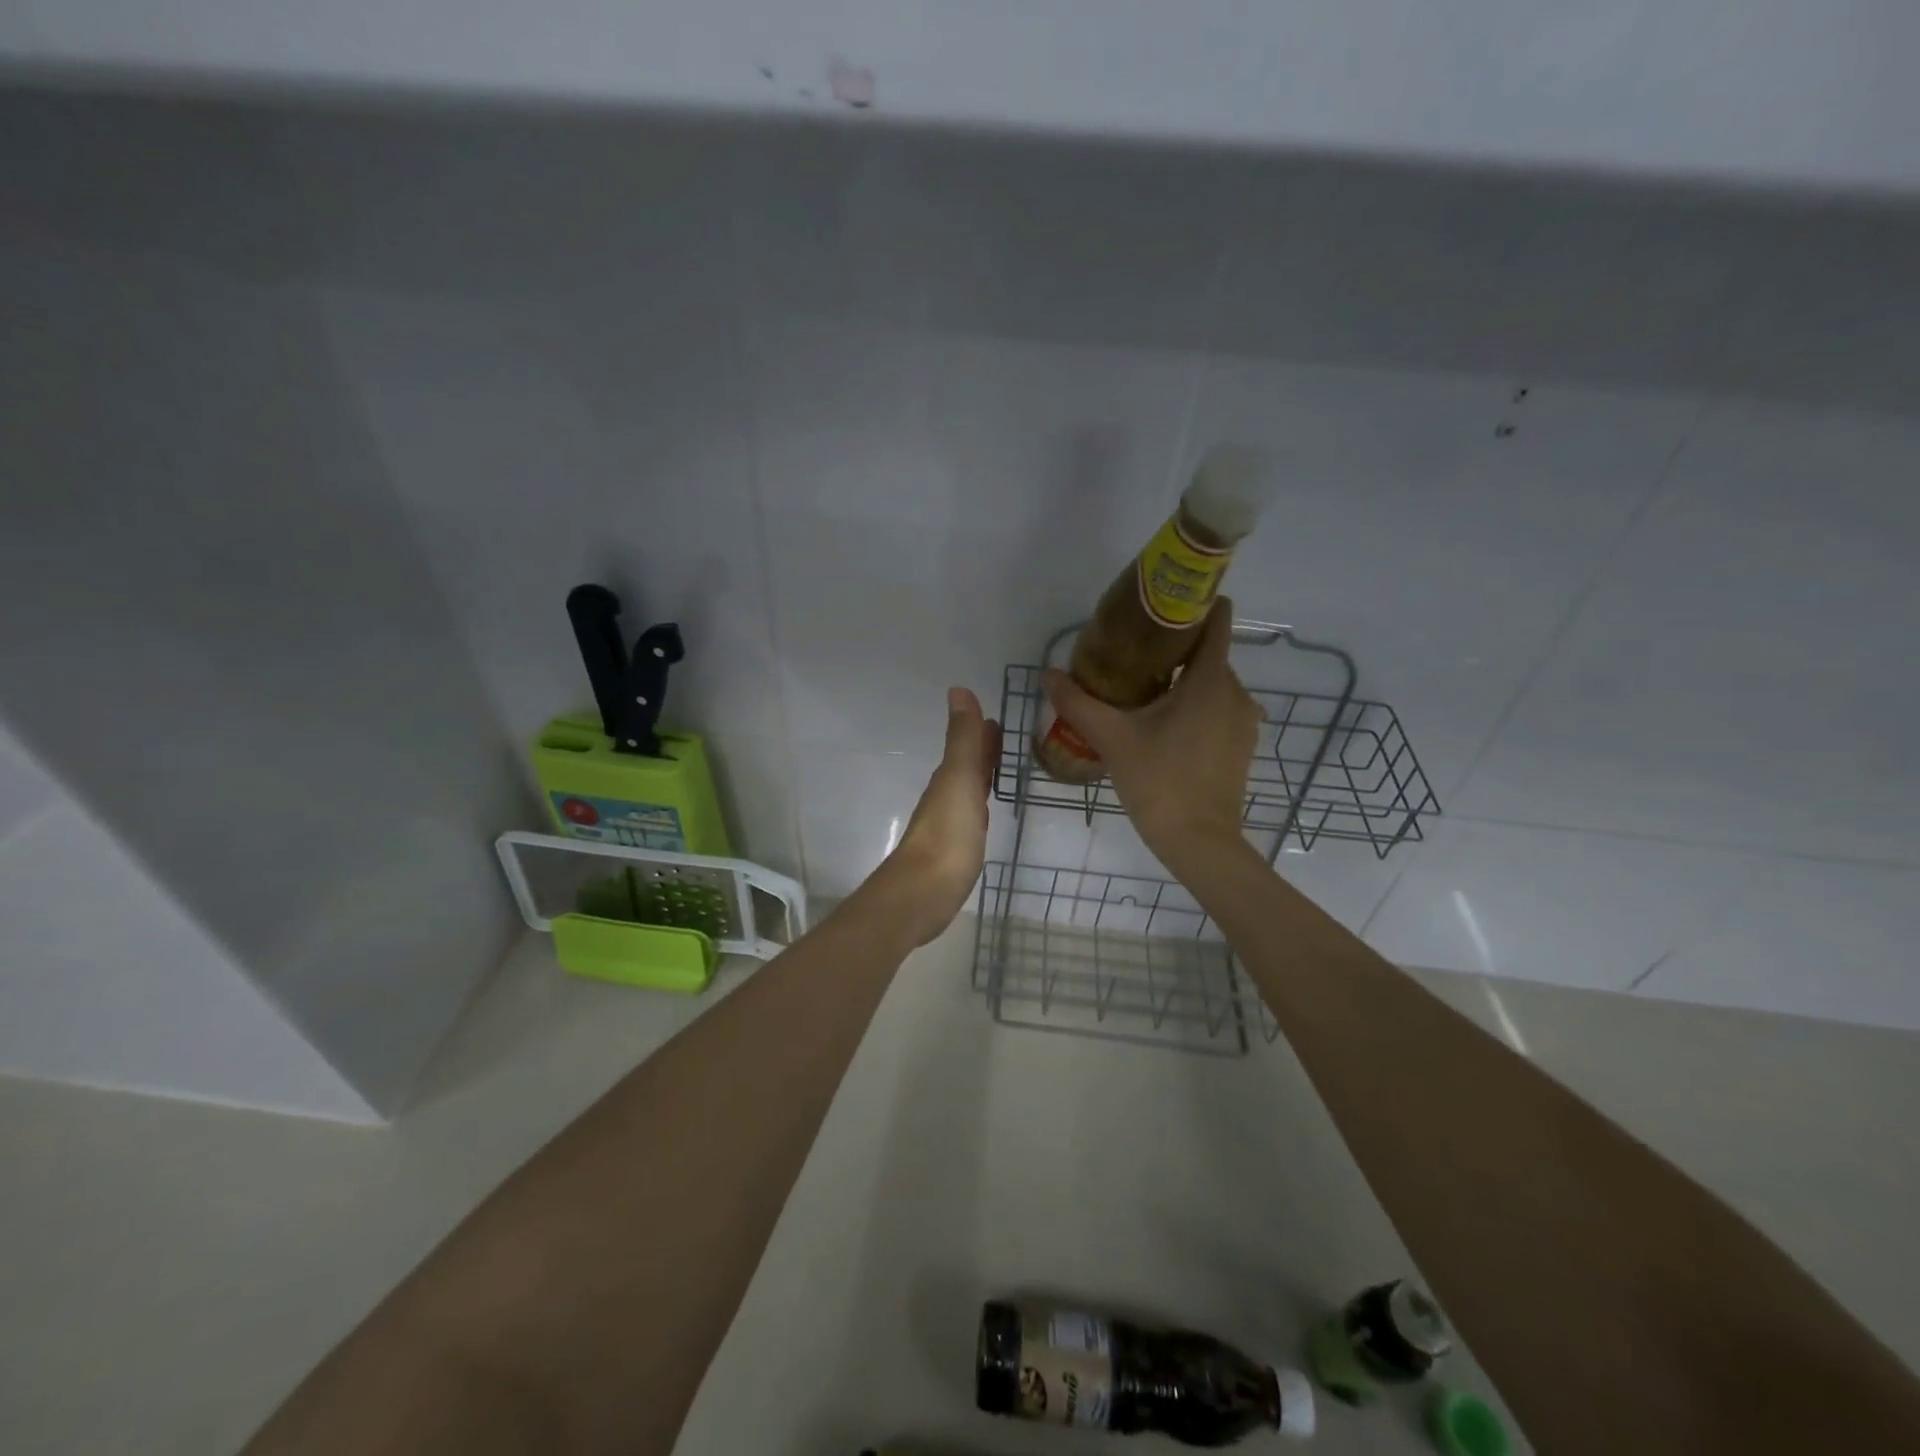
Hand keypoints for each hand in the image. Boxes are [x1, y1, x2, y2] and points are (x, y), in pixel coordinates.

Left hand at [866, 686, 1001, 945]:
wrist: (924, 893)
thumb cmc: (947, 835)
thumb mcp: (959, 780)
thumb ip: (962, 739)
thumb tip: (958, 689)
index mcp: (949, 779)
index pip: (967, 748)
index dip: (981, 733)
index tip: (997, 719)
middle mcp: (946, 798)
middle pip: (966, 768)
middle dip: (982, 752)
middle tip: (1002, 738)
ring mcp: (949, 826)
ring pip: (968, 792)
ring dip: (980, 777)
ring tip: (998, 770)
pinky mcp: (955, 852)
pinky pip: (970, 819)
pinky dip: (979, 807)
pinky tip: (983, 815)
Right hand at [1041, 600, 1259, 871]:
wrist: (1199, 842)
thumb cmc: (1159, 781)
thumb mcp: (1112, 738)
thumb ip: (1078, 703)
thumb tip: (1048, 674)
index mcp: (1209, 680)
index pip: (1216, 621)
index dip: (1192, 606)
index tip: (1159, 609)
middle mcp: (1235, 693)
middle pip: (1208, 653)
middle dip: (1175, 649)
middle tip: (1132, 655)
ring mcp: (1243, 721)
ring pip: (1212, 684)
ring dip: (1184, 681)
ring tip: (1144, 690)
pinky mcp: (1242, 745)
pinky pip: (1218, 709)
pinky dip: (1195, 706)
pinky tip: (1164, 725)